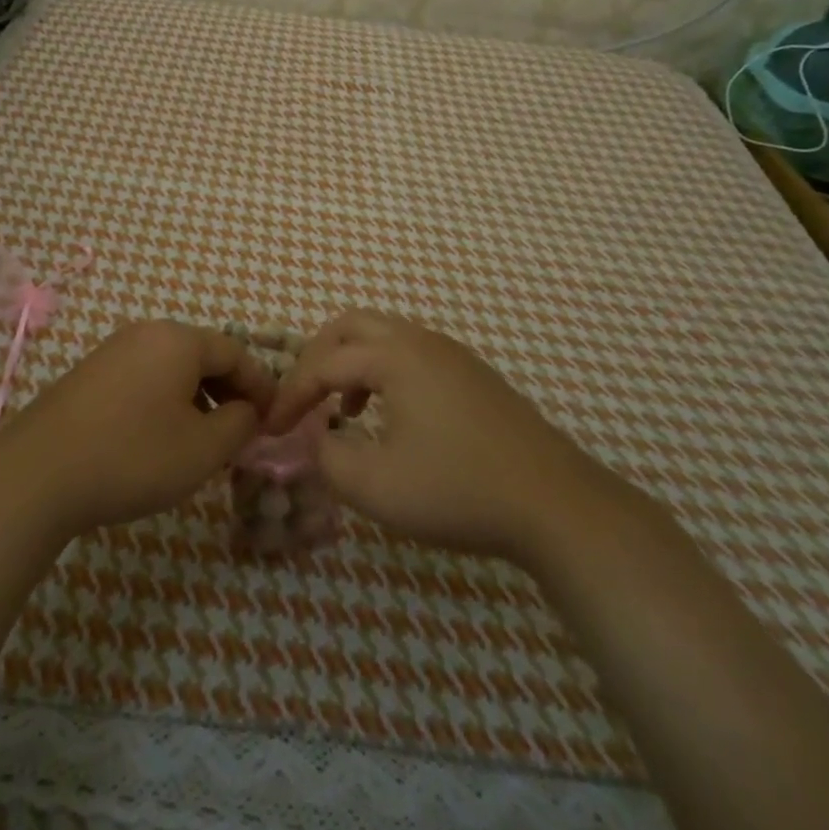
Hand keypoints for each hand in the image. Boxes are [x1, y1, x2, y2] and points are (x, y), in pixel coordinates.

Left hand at [0, 321, 274, 539]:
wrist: (37, 475)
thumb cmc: (133, 456)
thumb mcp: (203, 448)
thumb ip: (239, 424)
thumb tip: (247, 410)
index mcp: (178, 339)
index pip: (236, 352)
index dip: (261, 385)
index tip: (274, 419)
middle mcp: (146, 333)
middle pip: (203, 355)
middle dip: (229, 391)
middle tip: (242, 431)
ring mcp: (112, 351)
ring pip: (171, 368)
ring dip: (197, 398)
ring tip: (204, 439)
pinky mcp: (88, 375)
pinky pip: (143, 378)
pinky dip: (165, 401)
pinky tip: (160, 437)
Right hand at [268, 309, 585, 564]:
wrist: (555, 503)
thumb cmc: (458, 490)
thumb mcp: (376, 486)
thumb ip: (328, 458)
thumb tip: (317, 439)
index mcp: (395, 356)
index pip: (324, 363)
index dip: (292, 394)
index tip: (272, 428)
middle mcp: (422, 341)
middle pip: (352, 326)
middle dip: (318, 357)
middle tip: (304, 397)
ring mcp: (453, 355)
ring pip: (385, 337)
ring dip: (353, 364)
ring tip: (343, 410)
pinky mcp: (474, 376)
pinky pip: (412, 354)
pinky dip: (384, 372)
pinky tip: (391, 418)